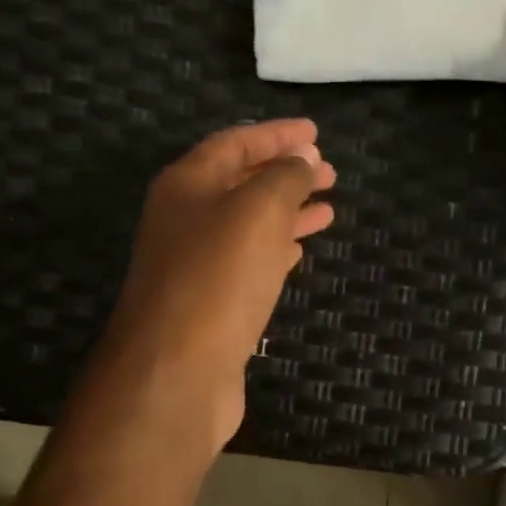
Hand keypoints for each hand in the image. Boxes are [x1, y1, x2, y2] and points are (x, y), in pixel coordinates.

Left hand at [97, 119, 335, 460]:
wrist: (176, 371)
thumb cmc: (216, 280)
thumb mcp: (256, 212)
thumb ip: (284, 179)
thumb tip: (303, 160)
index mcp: (188, 185)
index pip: (235, 143)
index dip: (276, 135)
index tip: (316, 133)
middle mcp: (186, 219)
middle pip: (241, 183)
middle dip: (285, 173)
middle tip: (329, 171)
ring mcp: (197, 263)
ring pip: (249, 224)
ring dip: (287, 212)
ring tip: (328, 206)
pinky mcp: (212, 303)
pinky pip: (249, 262)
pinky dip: (277, 250)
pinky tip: (299, 250)